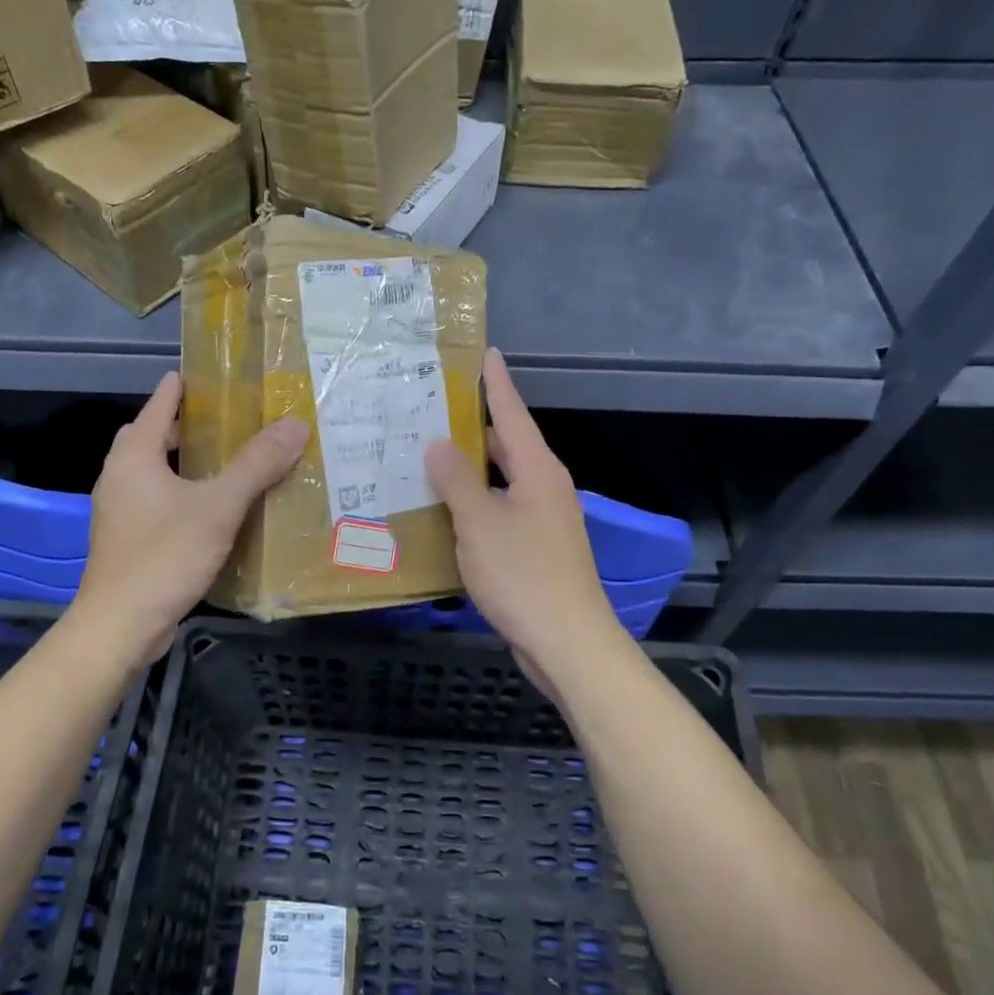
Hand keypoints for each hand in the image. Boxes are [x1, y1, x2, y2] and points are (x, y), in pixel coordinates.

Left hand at [72, 372, 307, 661]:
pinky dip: (182, 494)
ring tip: (226, 462)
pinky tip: (213, 509)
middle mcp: (119, 477)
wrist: (121, 625)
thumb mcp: (218, 506)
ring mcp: (120, 511)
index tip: (207, 374)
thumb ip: (256, 465)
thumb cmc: (164, 555)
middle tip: (225, 422)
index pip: (158, 405)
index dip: (181, 388)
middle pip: (150, 438)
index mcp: (134, 457)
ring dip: (184, 463)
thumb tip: (295, 425)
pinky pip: (157, 502)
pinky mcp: (128, 540)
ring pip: (153, 473)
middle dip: (183, 427)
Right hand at [425, 349, 624, 689]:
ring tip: (426, 457)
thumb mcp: (481, 523)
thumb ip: (457, 481)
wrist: (567, 642)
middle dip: (472, 427)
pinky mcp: (535, 549)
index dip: (496, 382)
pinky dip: (474, 504)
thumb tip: (439, 444)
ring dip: (469, 470)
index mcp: (538, 471)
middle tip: (429, 411)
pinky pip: (499, 512)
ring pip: (500, 481)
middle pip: (506, 445)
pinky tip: (444, 512)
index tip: (485, 352)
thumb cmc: (524, 575)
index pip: (513, 413)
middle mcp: (544, 488)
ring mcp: (542, 520)